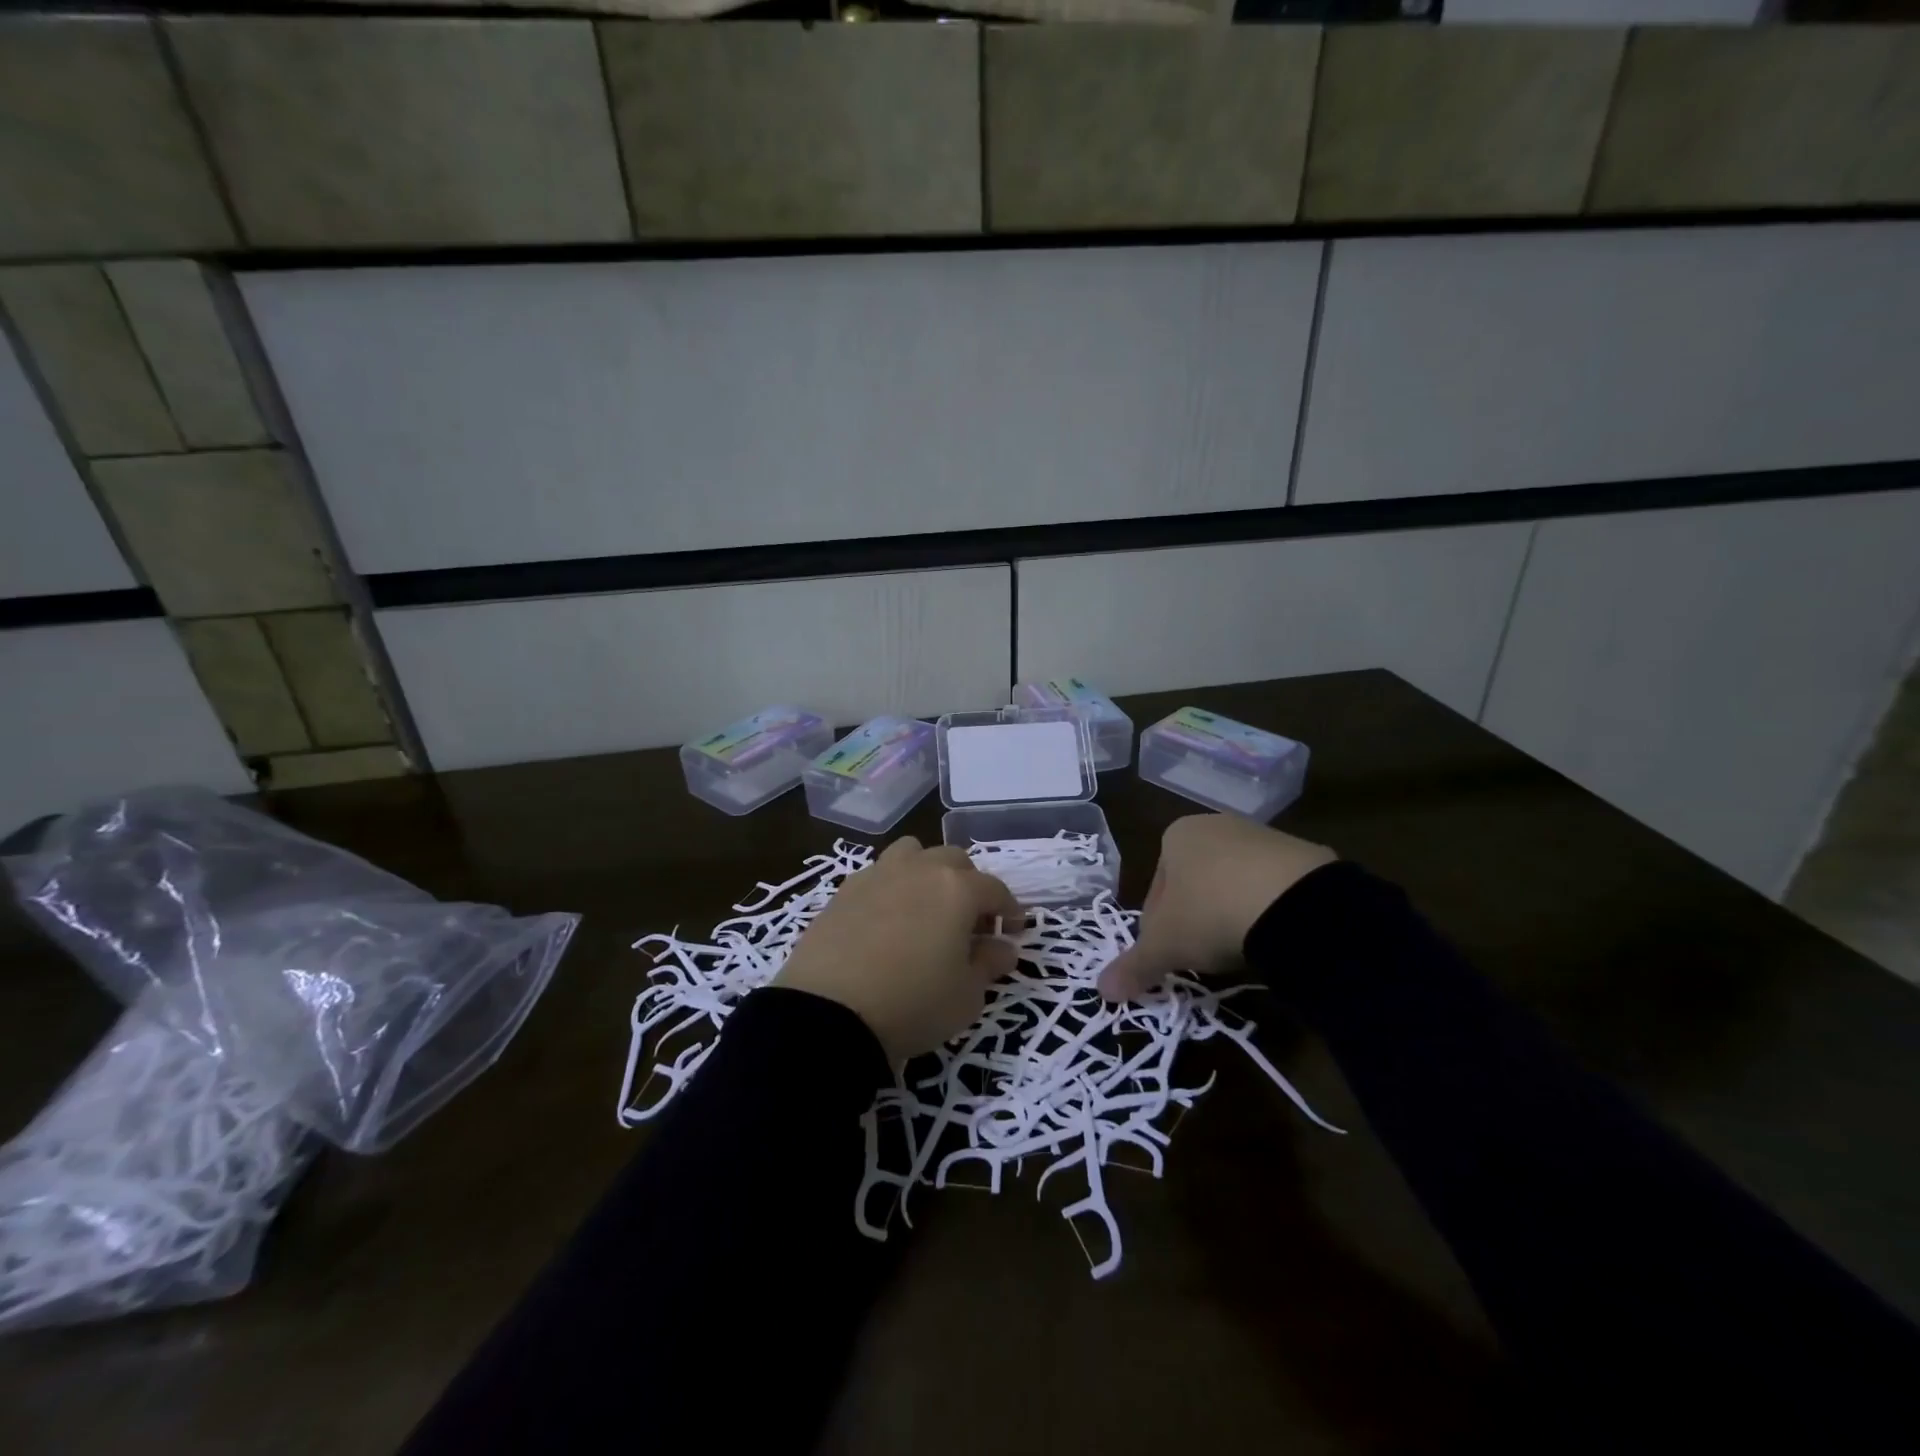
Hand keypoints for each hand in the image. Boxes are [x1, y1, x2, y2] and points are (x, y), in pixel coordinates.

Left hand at [776, 836, 1021, 1062]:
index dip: (1010, 910)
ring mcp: (878, 875)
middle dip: (970, 885)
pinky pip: (878, 874)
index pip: (995, 889)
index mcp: (957, 889)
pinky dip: (892, 887)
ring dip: (927, 872)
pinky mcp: (844, 890)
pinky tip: (888, 920)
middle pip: (954, 860)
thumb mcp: (966, 997)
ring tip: (926, 908)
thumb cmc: (912, 1004)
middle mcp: (919, 869)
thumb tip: (1003, 948)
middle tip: (970, 922)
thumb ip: (989, 964)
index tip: (1014, 931)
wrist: (828, 1013)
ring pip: (913, 854)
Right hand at [1098, 814, 1335, 1001]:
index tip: (1170, 957)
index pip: (1155, 890)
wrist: (1294, 902)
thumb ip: (1133, 965)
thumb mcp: (1165, 946)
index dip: (1158, 929)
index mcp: (1175, 836)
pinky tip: (1273, 938)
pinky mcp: (1301, 854)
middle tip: (1204, 956)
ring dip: (1232, 914)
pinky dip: (1268, 911)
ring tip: (1241, 950)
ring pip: (1234, 884)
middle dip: (1196, 918)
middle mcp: (1215, 825)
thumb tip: (1102, 991)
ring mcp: (1261, 836)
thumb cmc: (1209, 912)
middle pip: (1195, 883)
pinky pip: (1273, 888)